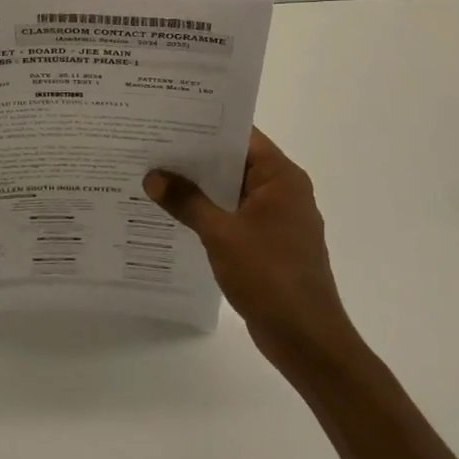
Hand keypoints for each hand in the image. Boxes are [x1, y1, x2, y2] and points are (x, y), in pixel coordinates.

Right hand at [145, 129, 355, 372]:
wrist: (306, 340)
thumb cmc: (270, 276)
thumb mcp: (222, 234)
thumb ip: (187, 201)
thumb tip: (153, 176)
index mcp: (281, 178)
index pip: (241, 136)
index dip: (206, 125)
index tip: (169, 118)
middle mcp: (282, 192)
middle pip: (234, 162)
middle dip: (195, 157)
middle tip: (151, 145)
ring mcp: (276, 220)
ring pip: (231, 191)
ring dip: (199, 188)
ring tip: (155, 175)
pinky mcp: (268, 245)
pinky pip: (233, 216)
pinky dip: (208, 213)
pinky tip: (174, 214)